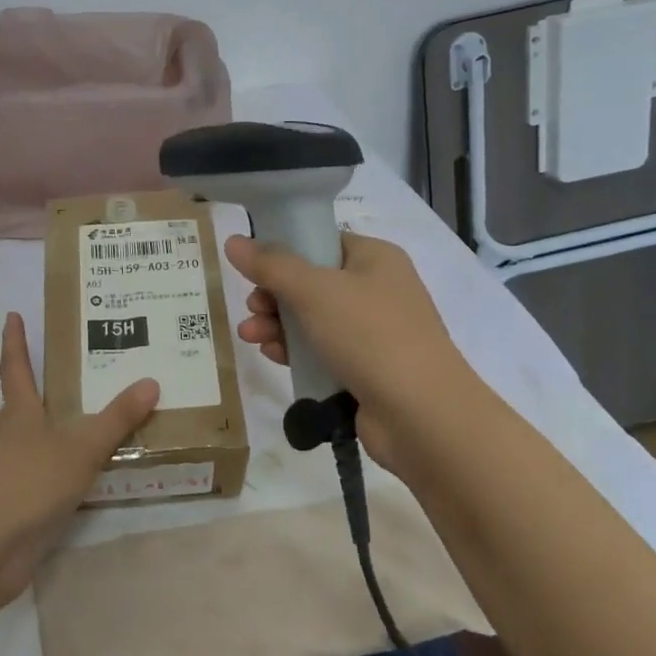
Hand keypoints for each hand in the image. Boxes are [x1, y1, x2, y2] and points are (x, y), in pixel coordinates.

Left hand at [0, 312, 158, 602]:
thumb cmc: (27, 484)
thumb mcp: (80, 448)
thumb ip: (116, 419)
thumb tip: (150, 381)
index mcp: (19, 414)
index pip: (16, 368)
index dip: (15, 341)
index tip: (12, 316)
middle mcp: (10, 438)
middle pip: (20, 404)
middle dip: (36, 386)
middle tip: (67, 370)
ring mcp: (10, 473)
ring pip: (32, 442)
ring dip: (53, 430)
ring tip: (87, 420)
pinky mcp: (16, 506)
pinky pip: (43, 477)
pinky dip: (61, 469)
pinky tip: (82, 474)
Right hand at [224, 232, 485, 475]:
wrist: (422, 415)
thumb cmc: (370, 336)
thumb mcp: (314, 291)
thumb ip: (270, 265)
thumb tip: (233, 240)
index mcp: (375, 258)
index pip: (322, 242)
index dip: (284, 252)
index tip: (253, 268)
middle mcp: (378, 289)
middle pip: (312, 282)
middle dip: (274, 295)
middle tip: (252, 308)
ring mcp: (375, 332)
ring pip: (313, 319)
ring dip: (278, 325)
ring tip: (250, 336)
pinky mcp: (367, 368)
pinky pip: (322, 350)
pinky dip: (296, 350)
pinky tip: (272, 356)